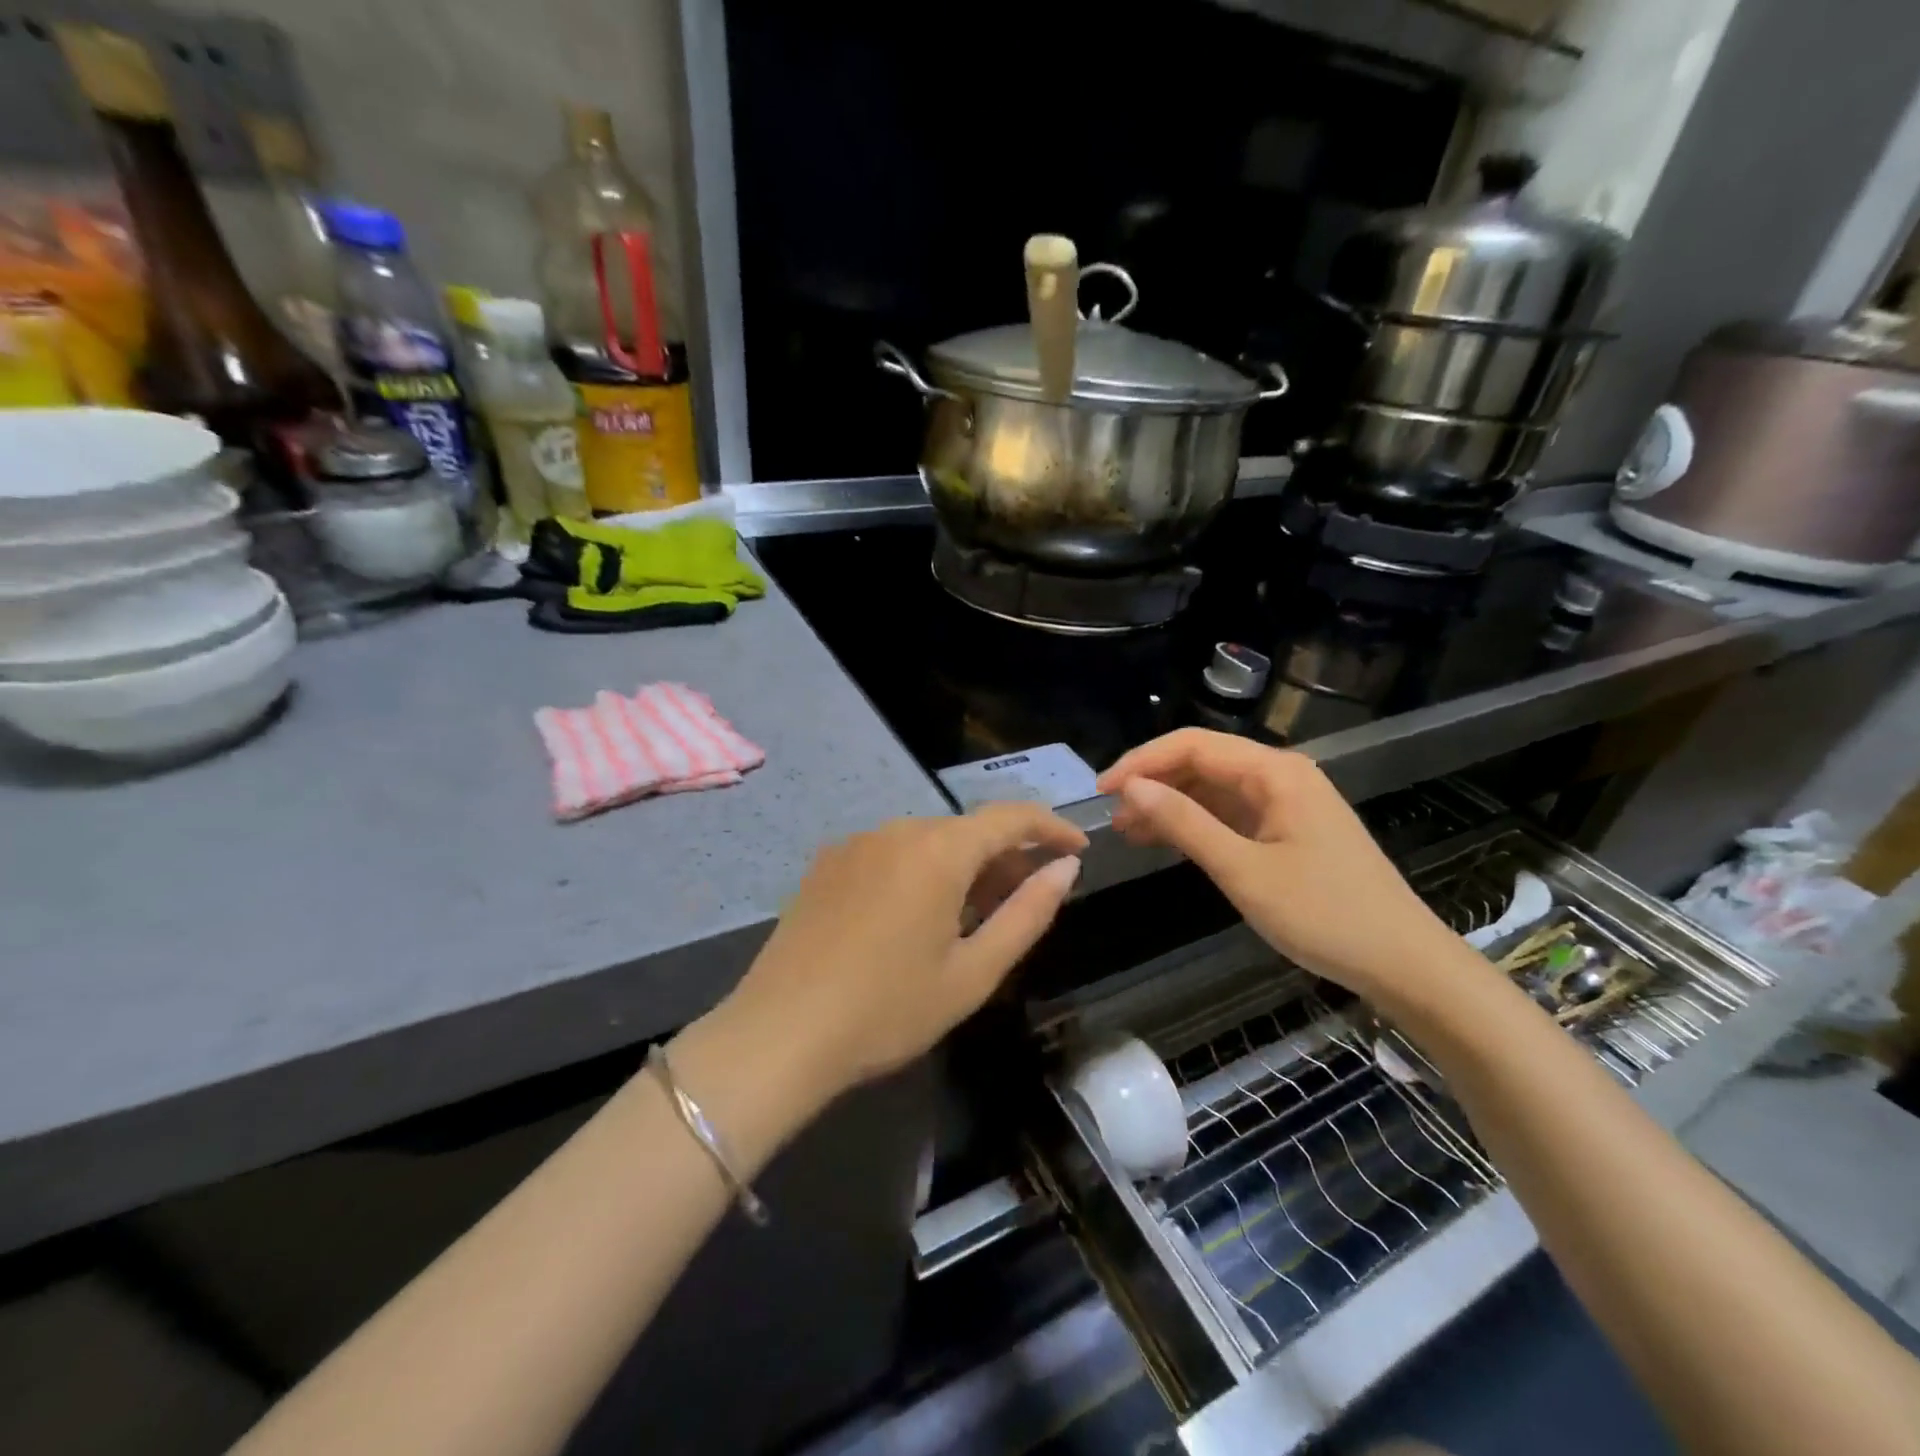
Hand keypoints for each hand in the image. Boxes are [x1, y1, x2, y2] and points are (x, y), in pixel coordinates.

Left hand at [712, 804, 1086, 1107]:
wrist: (779, 1033)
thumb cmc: (888, 1010)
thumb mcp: (973, 972)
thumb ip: (1027, 914)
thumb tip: (1064, 868)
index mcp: (939, 850)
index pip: (1011, 817)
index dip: (1051, 827)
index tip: (1078, 848)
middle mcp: (897, 829)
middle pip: (967, 829)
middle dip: (1007, 856)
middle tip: (1029, 898)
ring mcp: (856, 842)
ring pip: (928, 840)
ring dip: (963, 865)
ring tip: (975, 913)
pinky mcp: (827, 862)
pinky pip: (891, 852)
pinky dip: (921, 870)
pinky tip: (917, 915)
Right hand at [1098, 730, 1465, 1003]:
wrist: (1404, 963)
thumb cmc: (1324, 915)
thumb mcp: (1243, 870)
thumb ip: (1185, 823)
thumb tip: (1131, 787)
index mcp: (1275, 772)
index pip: (1192, 745)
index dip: (1141, 762)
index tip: (1101, 791)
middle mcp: (1280, 775)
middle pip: (1202, 762)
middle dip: (1153, 783)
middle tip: (1110, 815)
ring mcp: (1286, 802)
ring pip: (1213, 788)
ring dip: (1170, 804)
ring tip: (1126, 830)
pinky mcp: (1287, 829)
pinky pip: (1230, 813)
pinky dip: (1195, 824)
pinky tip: (1164, 840)